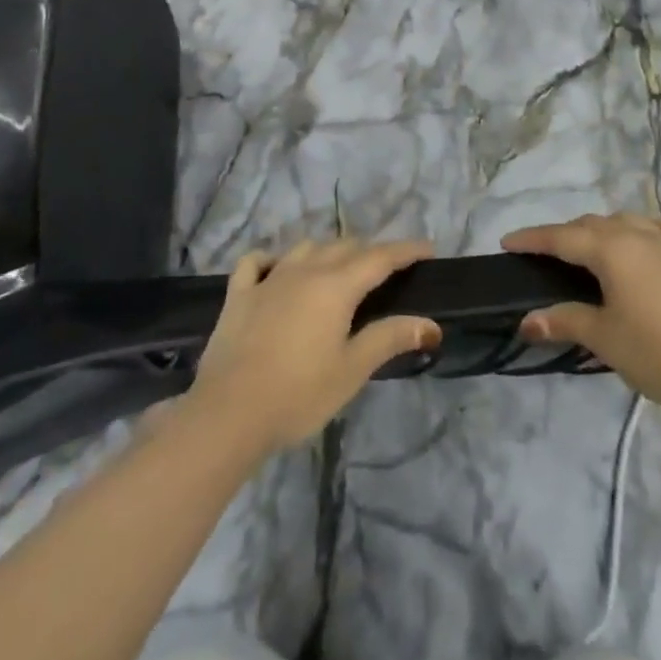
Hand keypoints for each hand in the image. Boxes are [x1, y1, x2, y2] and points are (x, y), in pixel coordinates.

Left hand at [184, 238, 440, 454]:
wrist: (229, 413)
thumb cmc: (299, 393)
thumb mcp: (352, 369)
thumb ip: (390, 338)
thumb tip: (431, 324)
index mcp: (336, 286)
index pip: (380, 257)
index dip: (406, 250)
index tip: (428, 249)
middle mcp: (304, 271)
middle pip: (345, 247)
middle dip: (370, 251)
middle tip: (388, 268)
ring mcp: (268, 279)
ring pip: (305, 248)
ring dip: (328, 251)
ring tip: (339, 267)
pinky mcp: (239, 294)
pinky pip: (257, 262)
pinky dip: (273, 259)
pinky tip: (276, 268)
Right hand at [503, 213, 660, 419]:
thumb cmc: (658, 353)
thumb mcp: (604, 339)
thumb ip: (564, 320)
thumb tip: (526, 320)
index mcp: (612, 250)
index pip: (562, 237)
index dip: (532, 239)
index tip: (507, 242)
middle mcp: (640, 236)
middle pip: (593, 224)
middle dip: (565, 234)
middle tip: (544, 254)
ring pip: (629, 222)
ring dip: (603, 228)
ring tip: (590, 247)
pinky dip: (652, 229)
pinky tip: (650, 237)